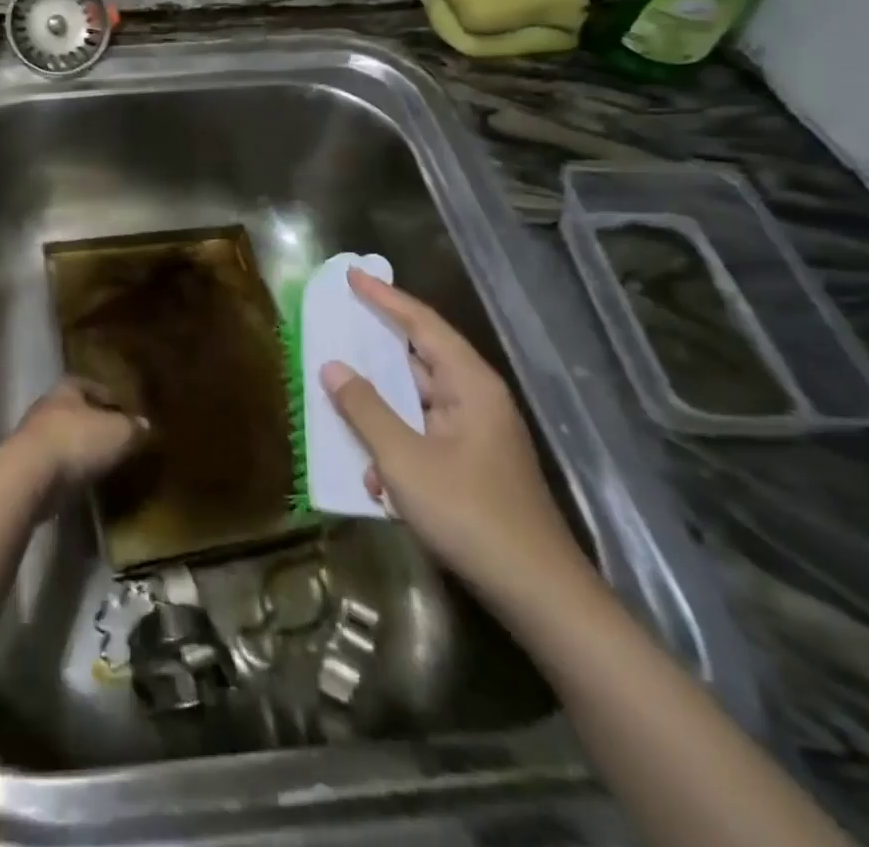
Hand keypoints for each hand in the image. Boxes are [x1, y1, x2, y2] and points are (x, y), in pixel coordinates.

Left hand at [5, 377, 145, 496]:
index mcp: (66, 389)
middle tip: (113, 434)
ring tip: (99, 459)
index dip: (105, 394)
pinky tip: (80, 479)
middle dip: (90, 420)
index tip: (122, 407)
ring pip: (60, 436)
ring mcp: (30, 437)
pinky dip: (65, 468)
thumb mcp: (118, 433)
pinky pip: (51, 462)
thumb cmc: (76, 442)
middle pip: (72, 409)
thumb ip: (133, 428)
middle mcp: (45, 407)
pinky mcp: (23, 467)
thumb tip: (145, 424)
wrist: (28, 477)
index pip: (87, 383)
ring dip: (76, 446)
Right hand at [321, 270, 589, 604]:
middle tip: (338, 322)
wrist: (536, 594)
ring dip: (380, 406)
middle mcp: (475, 400)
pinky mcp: (470, 465)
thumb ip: (364, 408)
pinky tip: (372, 477)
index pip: (422, 324)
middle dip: (376, 346)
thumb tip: (332, 366)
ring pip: (416, 401)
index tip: (352, 275)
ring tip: (339, 396)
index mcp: (470, 385)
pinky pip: (422, 435)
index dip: (385, 298)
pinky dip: (394, 444)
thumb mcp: (403, 459)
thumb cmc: (469, 514)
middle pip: (419, 358)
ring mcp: (475, 434)